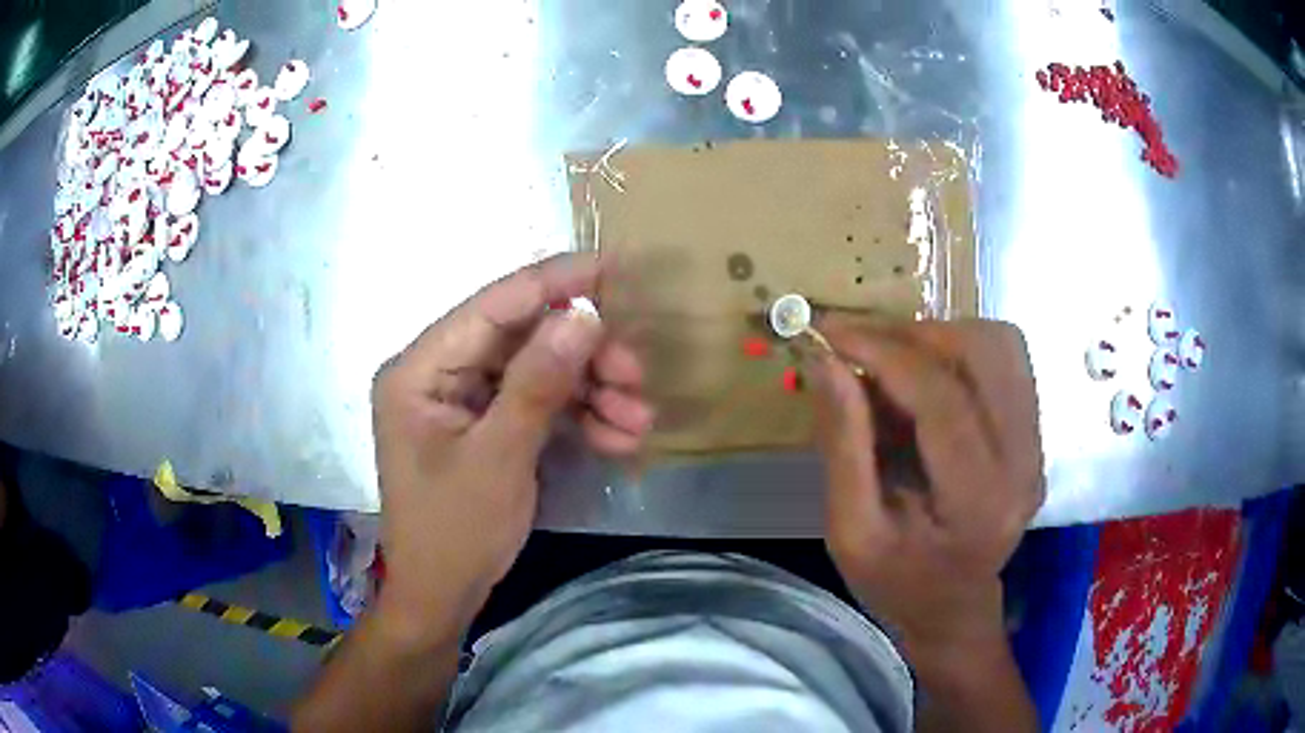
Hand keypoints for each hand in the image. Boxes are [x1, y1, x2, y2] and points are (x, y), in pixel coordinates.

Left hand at [370, 254, 652, 634]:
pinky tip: (618, 440)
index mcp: (420, 369)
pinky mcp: (488, 426)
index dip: (553, 283)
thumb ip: (539, 382)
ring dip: (591, 392)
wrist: (442, 598)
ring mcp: (465, 400)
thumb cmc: (455, 532)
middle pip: (522, 338)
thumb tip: (585, 314)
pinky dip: (578, 419)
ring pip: (538, 372)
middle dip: (584, 356)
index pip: (492, 306)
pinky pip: (538, 405)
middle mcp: (440, 373)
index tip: (612, 268)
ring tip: (638, 422)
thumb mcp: (499, 457)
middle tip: (636, 376)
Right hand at [810, 317, 1043, 654]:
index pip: (941, 398)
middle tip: (861, 350)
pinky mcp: (1037, 432)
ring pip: (1000, 344)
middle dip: (913, 337)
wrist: (955, 605)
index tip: (831, 332)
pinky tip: (930, 377)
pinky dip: (963, 350)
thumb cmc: (898, 581)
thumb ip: (843, 445)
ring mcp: (1038, 444)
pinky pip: (1008, 359)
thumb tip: (827, 360)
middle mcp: (1023, 463)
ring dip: (941, 338)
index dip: (884, 352)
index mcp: (977, 502)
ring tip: (895, 363)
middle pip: (982, 353)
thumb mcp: (852, 531)